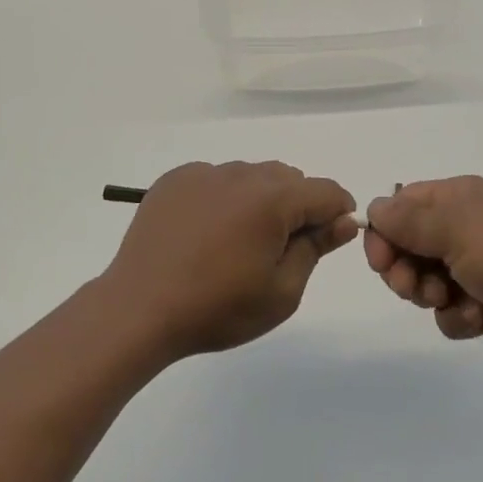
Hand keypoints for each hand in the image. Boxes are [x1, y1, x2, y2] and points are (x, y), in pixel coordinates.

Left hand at [102, 161, 357, 360]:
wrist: (140, 308)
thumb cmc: (218, 307)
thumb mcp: (282, 291)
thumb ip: (316, 248)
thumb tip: (343, 221)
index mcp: (272, 199)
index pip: (325, 191)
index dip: (338, 212)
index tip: (331, 238)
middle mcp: (240, 174)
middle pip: (287, 178)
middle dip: (296, 206)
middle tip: (279, 250)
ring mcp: (203, 173)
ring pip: (250, 176)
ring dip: (258, 200)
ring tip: (237, 243)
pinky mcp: (175, 180)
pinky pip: (215, 179)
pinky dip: (223, 198)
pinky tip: (206, 234)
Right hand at [365, 176, 482, 372]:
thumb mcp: (456, 229)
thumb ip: (407, 220)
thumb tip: (373, 210)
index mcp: (455, 199)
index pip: (399, 207)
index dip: (383, 234)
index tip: (382, 262)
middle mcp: (461, 229)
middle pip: (406, 246)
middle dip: (402, 270)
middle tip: (413, 288)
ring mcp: (473, 269)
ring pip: (423, 282)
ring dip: (428, 295)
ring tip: (448, 301)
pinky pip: (448, 312)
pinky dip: (456, 318)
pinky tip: (477, 320)